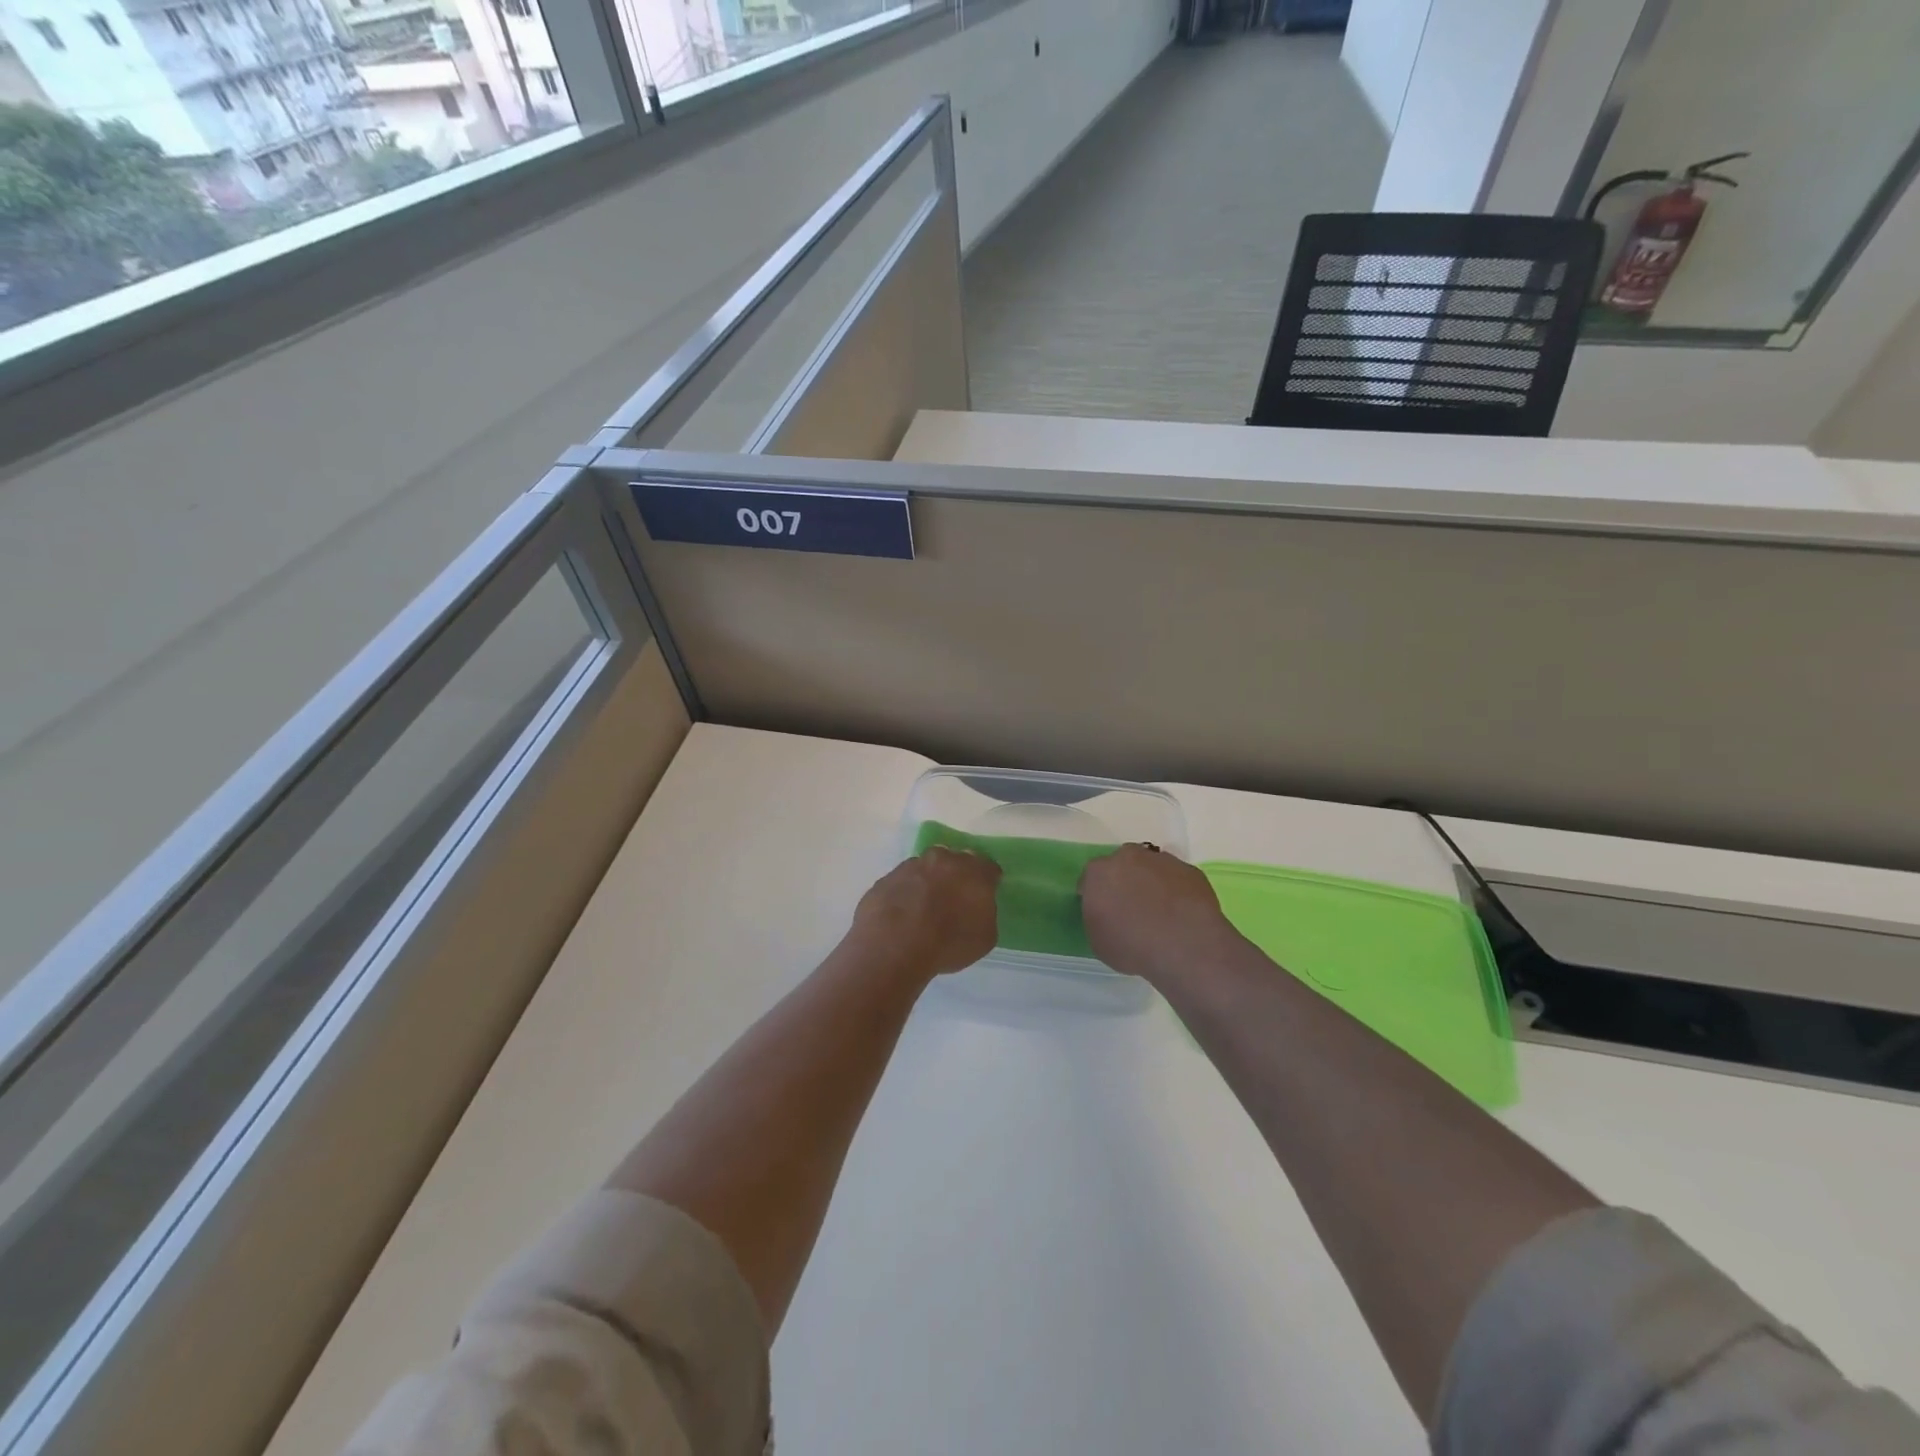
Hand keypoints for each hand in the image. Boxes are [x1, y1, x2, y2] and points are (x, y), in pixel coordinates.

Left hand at [845, 848, 1001, 981]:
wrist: (894, 945)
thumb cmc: (948, 942)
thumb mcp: (985, 937)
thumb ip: (985, 913)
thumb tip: (976, 906)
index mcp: (973, 870)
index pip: (988, 868)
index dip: (988, 881)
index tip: (984, 896)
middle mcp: (943, 859)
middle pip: (955, 860)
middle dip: (956, 875)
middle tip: (953, 899)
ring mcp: (911, 866)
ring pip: (925, 868)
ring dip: (928, 882)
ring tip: (924, 909)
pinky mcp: (886, 878)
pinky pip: (902, 883)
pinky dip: (905, 893)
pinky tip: (903, 915)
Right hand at [1081, 844, 1240, 983]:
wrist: (1186, 946)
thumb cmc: (1132, 946)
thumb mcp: (1099, 941)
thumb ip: (1098, 918)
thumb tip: (1108, 914)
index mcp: (1099, 872)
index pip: (1091, 879)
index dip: (1097, 895)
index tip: (1104, 912)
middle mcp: (1128, 858)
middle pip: (1122, 865)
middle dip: (1124, 881)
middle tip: (1131, 908)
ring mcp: (1162, 861)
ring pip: (1151, 868)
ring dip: (1151, 884)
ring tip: (1160, 913)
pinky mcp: (1190, 870)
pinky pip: (1176, 879)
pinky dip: (1175, 891)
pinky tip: (1180, 914)